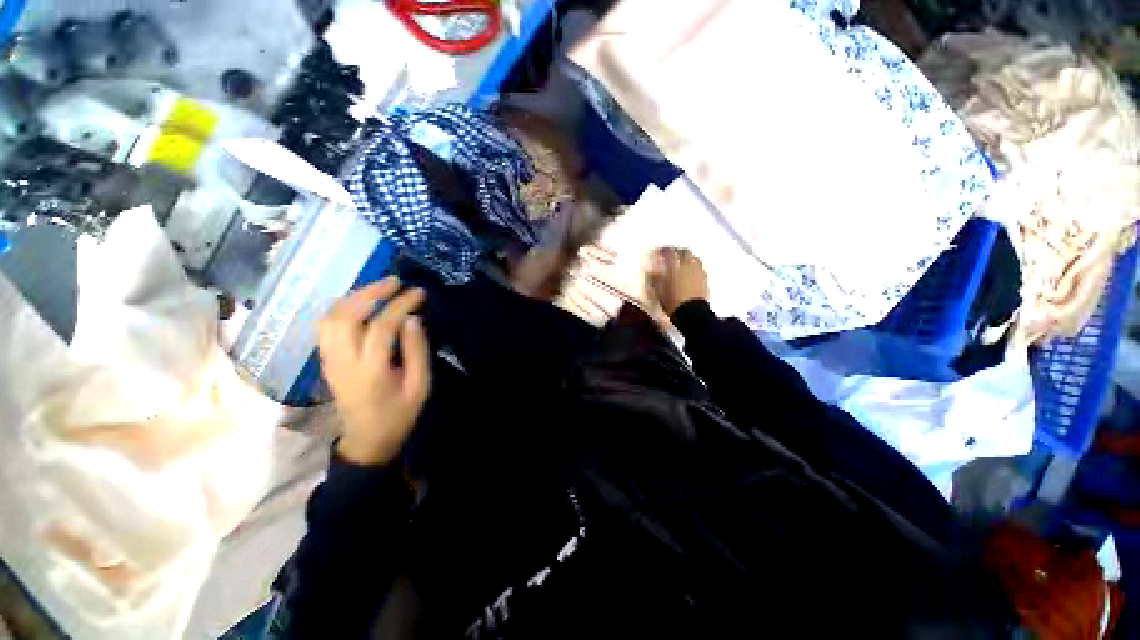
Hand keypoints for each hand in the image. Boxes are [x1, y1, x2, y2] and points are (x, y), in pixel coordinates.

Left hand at [318, 277, 429, 465]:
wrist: (367, 440)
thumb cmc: (399, 414)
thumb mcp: (420, 386)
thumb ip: (417, 352)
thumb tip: (413, 319)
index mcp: (371, 371)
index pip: (382, 327)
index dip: (401, 305)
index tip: (419, 292)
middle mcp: (343, 362)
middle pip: (347, 316)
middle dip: (371, 292)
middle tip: (395, 281)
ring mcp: (329, 361)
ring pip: (330, 318)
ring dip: (353, 297)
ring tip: (378, 288)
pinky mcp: (326, 361)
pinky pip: (326, 327)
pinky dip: (341, 308)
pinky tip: (359, 303)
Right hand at [648, 247, 709, 315]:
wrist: (692, 314)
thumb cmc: (672, 302)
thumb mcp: (659, 291)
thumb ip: (655, 278)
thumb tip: (652, 270)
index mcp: (675, 267)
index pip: (669, 252)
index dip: (664, 250)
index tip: (659, 251)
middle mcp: (688, 266)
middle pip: (685, 252)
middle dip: (678, 251)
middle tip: (672, 255)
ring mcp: (699, 272)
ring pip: (694, 258)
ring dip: (688, 258)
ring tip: (682, 262)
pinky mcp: (705, 280)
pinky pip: (700, 268)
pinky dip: (694, 267)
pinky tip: (691, 272)